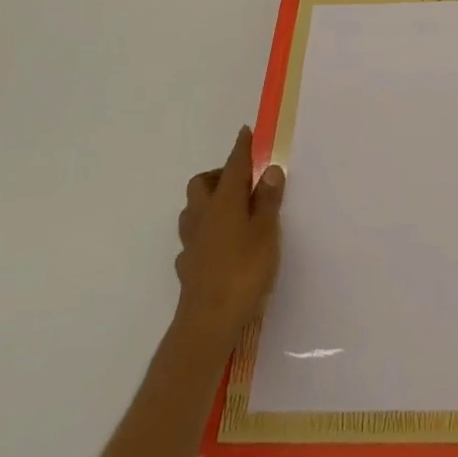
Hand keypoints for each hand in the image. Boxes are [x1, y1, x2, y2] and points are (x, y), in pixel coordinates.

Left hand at [171, 126, 285, 352]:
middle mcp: (202, 215)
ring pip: (193, 209)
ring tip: (233, 211)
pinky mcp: (187, 266)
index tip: (246, 132)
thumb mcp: (266, 232)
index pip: (233, 165)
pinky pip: (194, 237)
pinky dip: (206, 232)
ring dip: (209, 202)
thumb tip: (270, 169)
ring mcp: (191, 242)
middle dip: (219, 175)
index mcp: (224, 201)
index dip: (241, 148)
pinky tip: (220, 245)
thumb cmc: (243, 271)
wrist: (207, 324)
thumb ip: (268, 200)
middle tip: (243, 182)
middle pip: (202, 183)